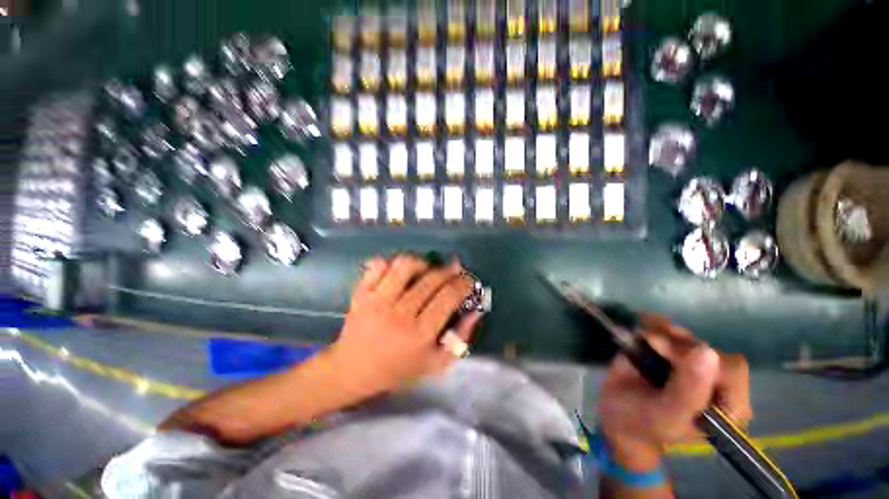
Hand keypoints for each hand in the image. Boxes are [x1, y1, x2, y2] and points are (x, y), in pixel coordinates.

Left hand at [330, 254, 481, 396]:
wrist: (352, 370)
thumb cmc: (397, 370)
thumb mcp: (435, 364)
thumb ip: (459, 339)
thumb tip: (475, 312)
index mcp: (419, 334)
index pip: (448, 298)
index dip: (463, 283)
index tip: (467, 280)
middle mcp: (399, 314)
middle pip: (431, 279)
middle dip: (449, 271)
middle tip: (453, 271)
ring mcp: (377, 301)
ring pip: (404, 266)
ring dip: (421, 262)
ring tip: (426, 268)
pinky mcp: (361, 293)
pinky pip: (378, 266)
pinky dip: (391, 262)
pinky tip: (399, 271)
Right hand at [598, 316, 750, 470]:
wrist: (616, 415)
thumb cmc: (644, 423)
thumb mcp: (667, 415)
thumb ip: (689, 390)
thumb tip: (707, 351)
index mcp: (726, 405)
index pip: (731, 370)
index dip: (701, 359)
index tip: (667, 355)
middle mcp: (714, 381)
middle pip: (708, 349)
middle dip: (679, 345)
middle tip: (653, 346)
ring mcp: (691, 364)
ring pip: (688, 336)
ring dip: (664, 332)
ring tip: (644, 338)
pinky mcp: (670, 350)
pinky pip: (669, 328)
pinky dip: (654, 323)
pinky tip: (642, 329)